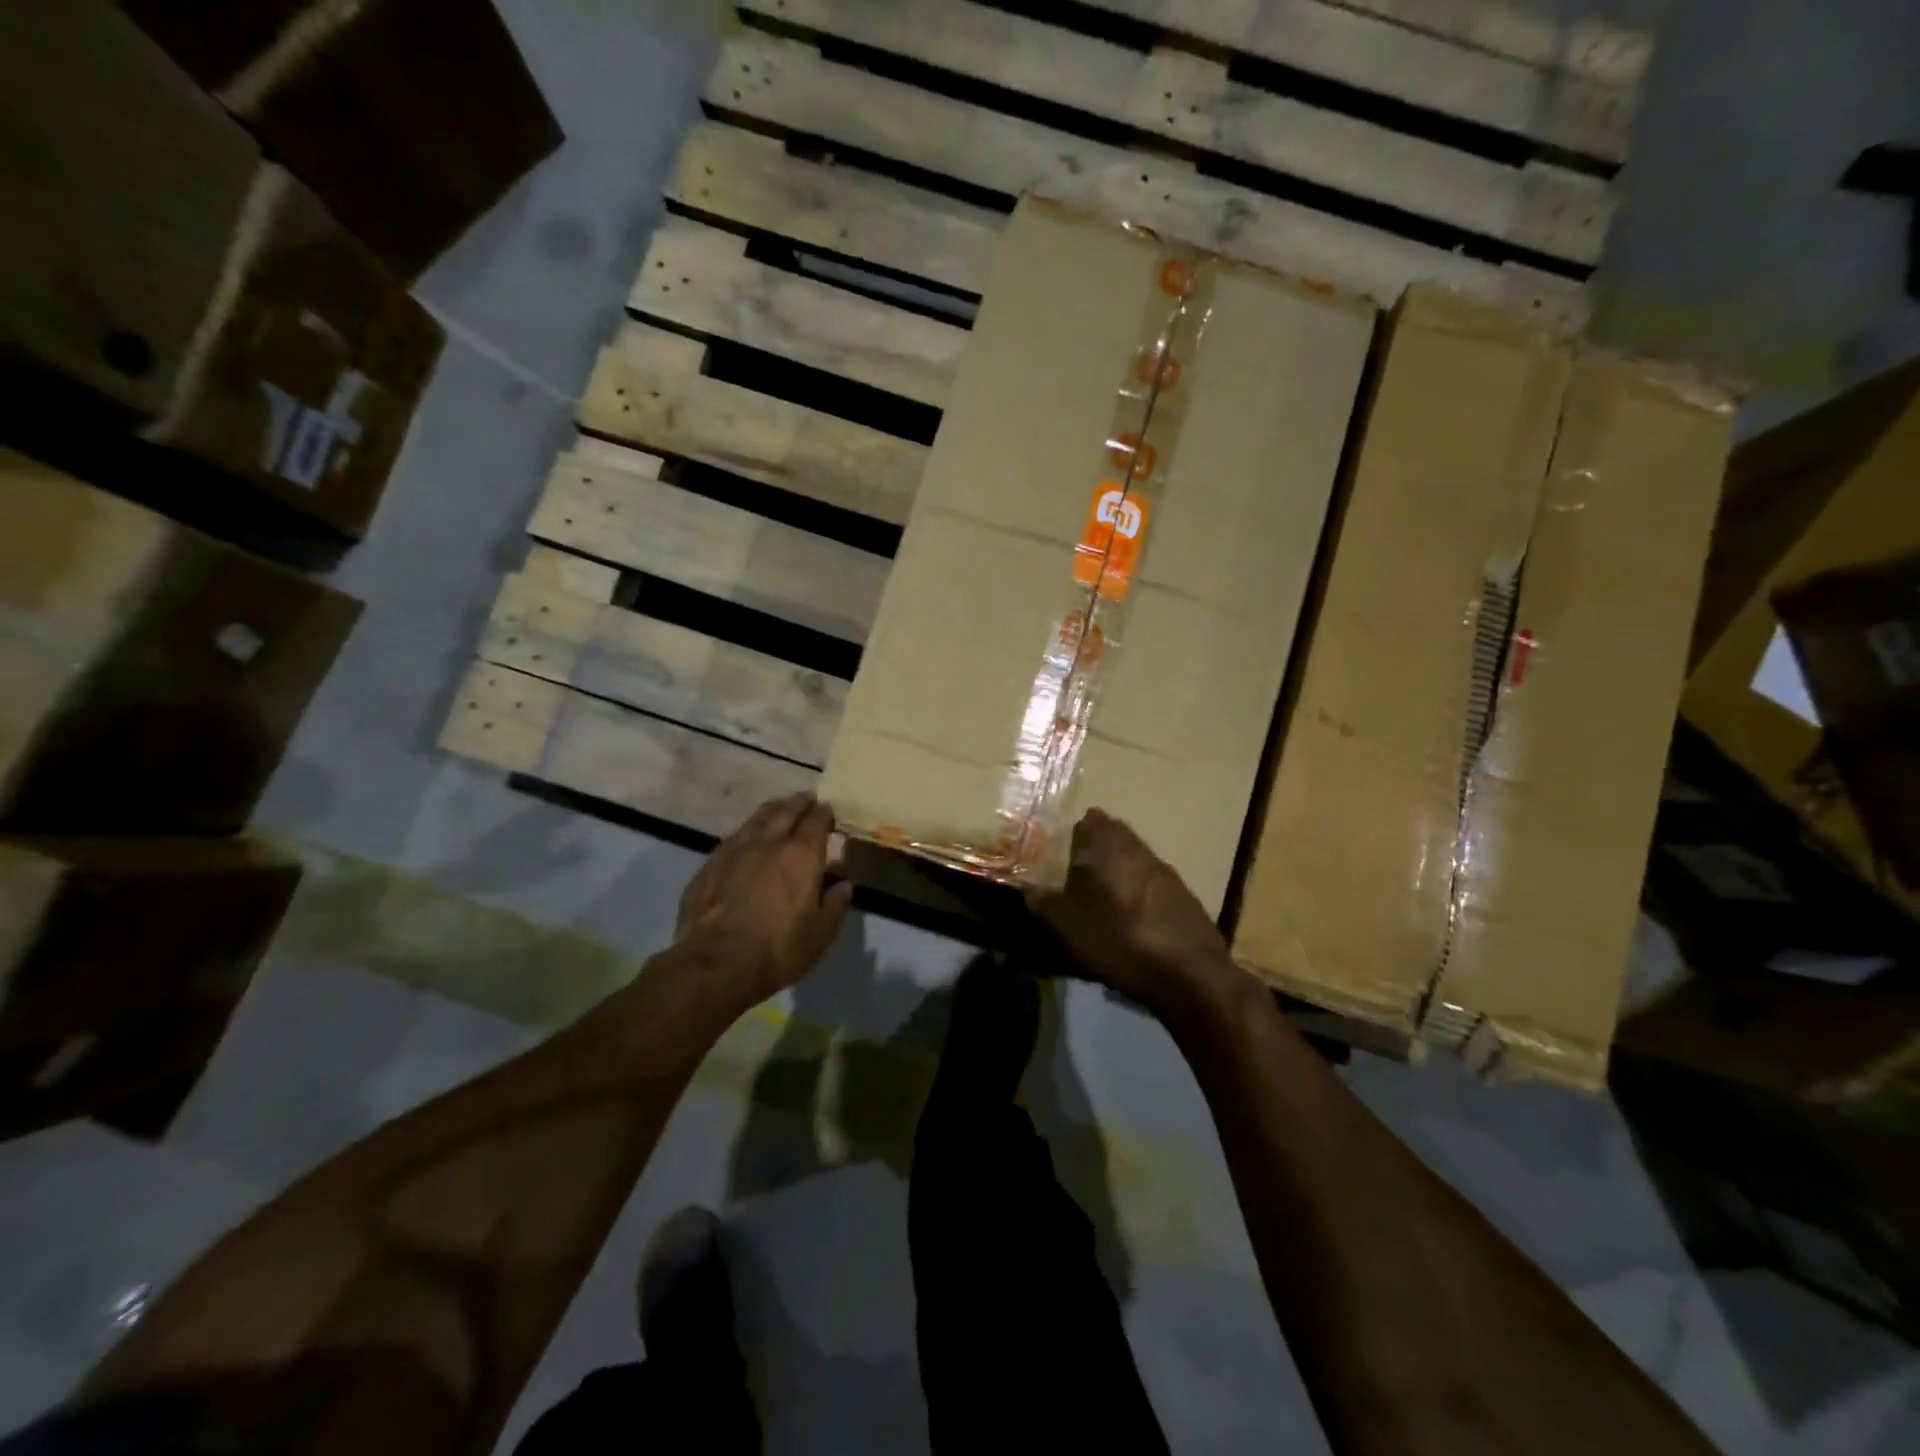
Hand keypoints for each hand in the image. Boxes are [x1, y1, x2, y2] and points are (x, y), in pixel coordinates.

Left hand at [676, 793, 854, 1005]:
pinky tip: (747, 840)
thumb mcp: (820, 933)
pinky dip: (747, 832)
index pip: (817, 821)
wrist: (715, 964)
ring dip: (772, 811)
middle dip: (799, 803)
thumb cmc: (778, 949)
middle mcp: (769, 842)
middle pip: (785, 811)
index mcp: (801, 855)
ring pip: (756, 819)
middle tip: (806, 800)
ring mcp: (734, 850)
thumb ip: (835, 904)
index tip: (828, 811)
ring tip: (779, 810)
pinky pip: (733, 838)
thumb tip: (844, 884)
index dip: (825, 814)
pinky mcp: (709, 865)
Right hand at [1027, 809, 1246, 1023]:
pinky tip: (1131, 921)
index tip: (1061, 849)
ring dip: (1119, 873)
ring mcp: (1169, 875)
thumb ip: (1044, 903)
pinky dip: (1138, 895)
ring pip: (1136, 862)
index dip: (1075, 831)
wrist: (1191, 976)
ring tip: (1101, 900)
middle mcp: (1143, 851)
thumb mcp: (1069, 926)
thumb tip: (1029, 889)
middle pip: (1117, 839)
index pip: (1093, 820)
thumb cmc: (1121, 940)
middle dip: (1096, 852)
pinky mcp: (1185, 900)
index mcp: (1113, 848)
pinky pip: (1153, 886)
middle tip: (1076, 874)